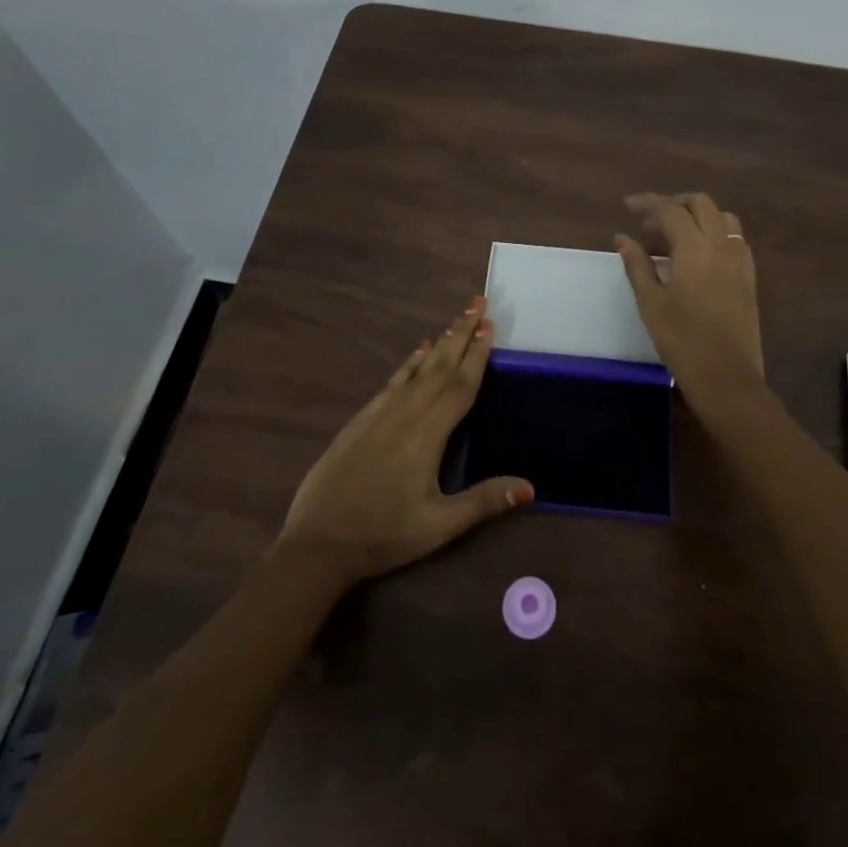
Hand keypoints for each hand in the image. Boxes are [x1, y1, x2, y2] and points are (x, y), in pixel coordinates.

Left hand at [275, 297, 533, 586]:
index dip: (477, 354)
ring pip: (416, 369)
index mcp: (427, 434)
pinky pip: (392, 382)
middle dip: (461, 333)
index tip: (489, 324)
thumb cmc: (383, 535)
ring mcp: (379, 414)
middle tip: (477, 303)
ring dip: (439, 343)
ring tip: (455, 321)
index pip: (459, 385)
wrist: (317, 543)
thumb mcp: (439, 526)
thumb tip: (530, 487)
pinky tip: (415, 352)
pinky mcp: (360, 421)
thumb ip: (483, 502)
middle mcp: (405, 414)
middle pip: (439, 366)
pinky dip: (408, 363)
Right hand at [615, 192, 767, 408]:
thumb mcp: (650, 302)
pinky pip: (734, 238)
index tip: (627, 206)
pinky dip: (714, 233)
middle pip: (700, 204)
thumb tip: (622, 237)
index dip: (647, 203)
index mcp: (695, 248)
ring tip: (673, 239)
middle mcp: (722, 245)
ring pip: (721, 217)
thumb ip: (637, 264)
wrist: (727, 377)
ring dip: (696, 217)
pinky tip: (697, 256)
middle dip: (674, 205)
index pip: (671, 210)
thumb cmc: (682, 340)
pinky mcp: (749, 276)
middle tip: (649, 224)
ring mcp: (740, 259)